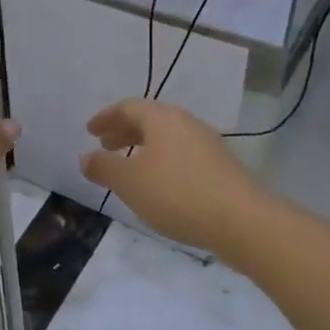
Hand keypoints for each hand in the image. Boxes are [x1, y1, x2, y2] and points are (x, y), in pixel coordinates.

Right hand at [80, 100, 260, 259]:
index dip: (106, 117)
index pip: (128, 107)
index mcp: (162, 118)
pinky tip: (160, 184)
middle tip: (105, 146)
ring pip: (168, 138)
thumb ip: (104, 167)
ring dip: (144, 147)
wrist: (243, 221)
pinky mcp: (222, 167)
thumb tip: (86, 157)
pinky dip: (163, 161)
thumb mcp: (129, 182)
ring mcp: (208, 144)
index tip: (90, 131)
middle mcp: (186, 123)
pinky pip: (183, 154)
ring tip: (130, 167)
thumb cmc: (177, 194)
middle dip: (124, 131)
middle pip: (150, 120)